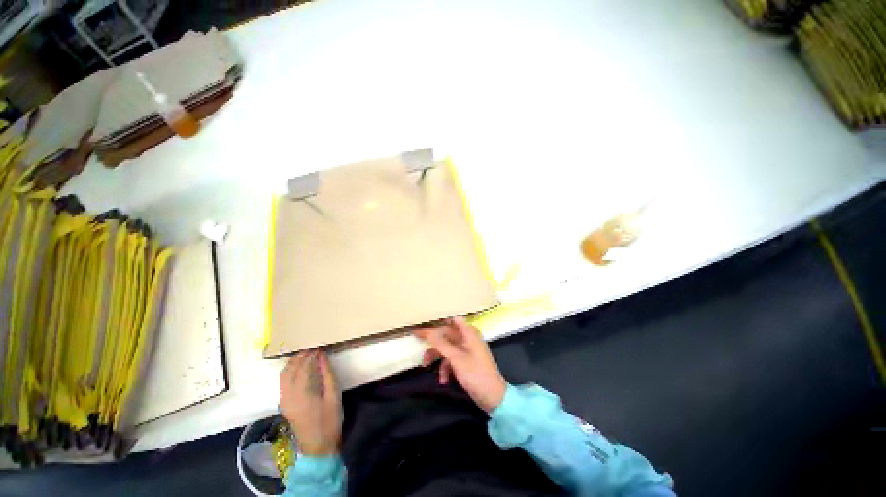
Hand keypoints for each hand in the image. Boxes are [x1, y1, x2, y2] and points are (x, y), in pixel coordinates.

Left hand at [279, 350, 341, 455]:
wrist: (317, 447)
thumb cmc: (329, 421)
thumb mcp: (334, 396)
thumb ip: (328, 374)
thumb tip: (322, 356)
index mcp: (301, 393)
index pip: (303, 367)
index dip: (310, 355)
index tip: (319, 347)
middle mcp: (287, 395)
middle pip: (288, 369)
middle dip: (299, 356)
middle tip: (312, 348)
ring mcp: (283, 400)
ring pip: (283, 375)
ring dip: (293, 363)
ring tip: (307, 355)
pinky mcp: (283, 404)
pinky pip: (283, 382)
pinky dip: (290, 371)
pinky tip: (301, 369)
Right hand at [414, 316, 507, 411]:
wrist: (493, 398)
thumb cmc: (476, 374)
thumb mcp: (456, 359)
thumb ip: (441, 343)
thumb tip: (429, 331)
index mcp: (469, 333)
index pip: (451, 319)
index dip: (438, 318)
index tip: (424, 319)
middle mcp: (467, 338)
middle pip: (446, 333)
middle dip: (433, 340)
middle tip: (416, 338)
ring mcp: (467, 350)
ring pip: (447, 347)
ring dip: (437, 356)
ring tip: (425, 366)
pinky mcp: (465, 362)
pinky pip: (451, 359)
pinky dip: (446, 368)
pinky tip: (443, 380)